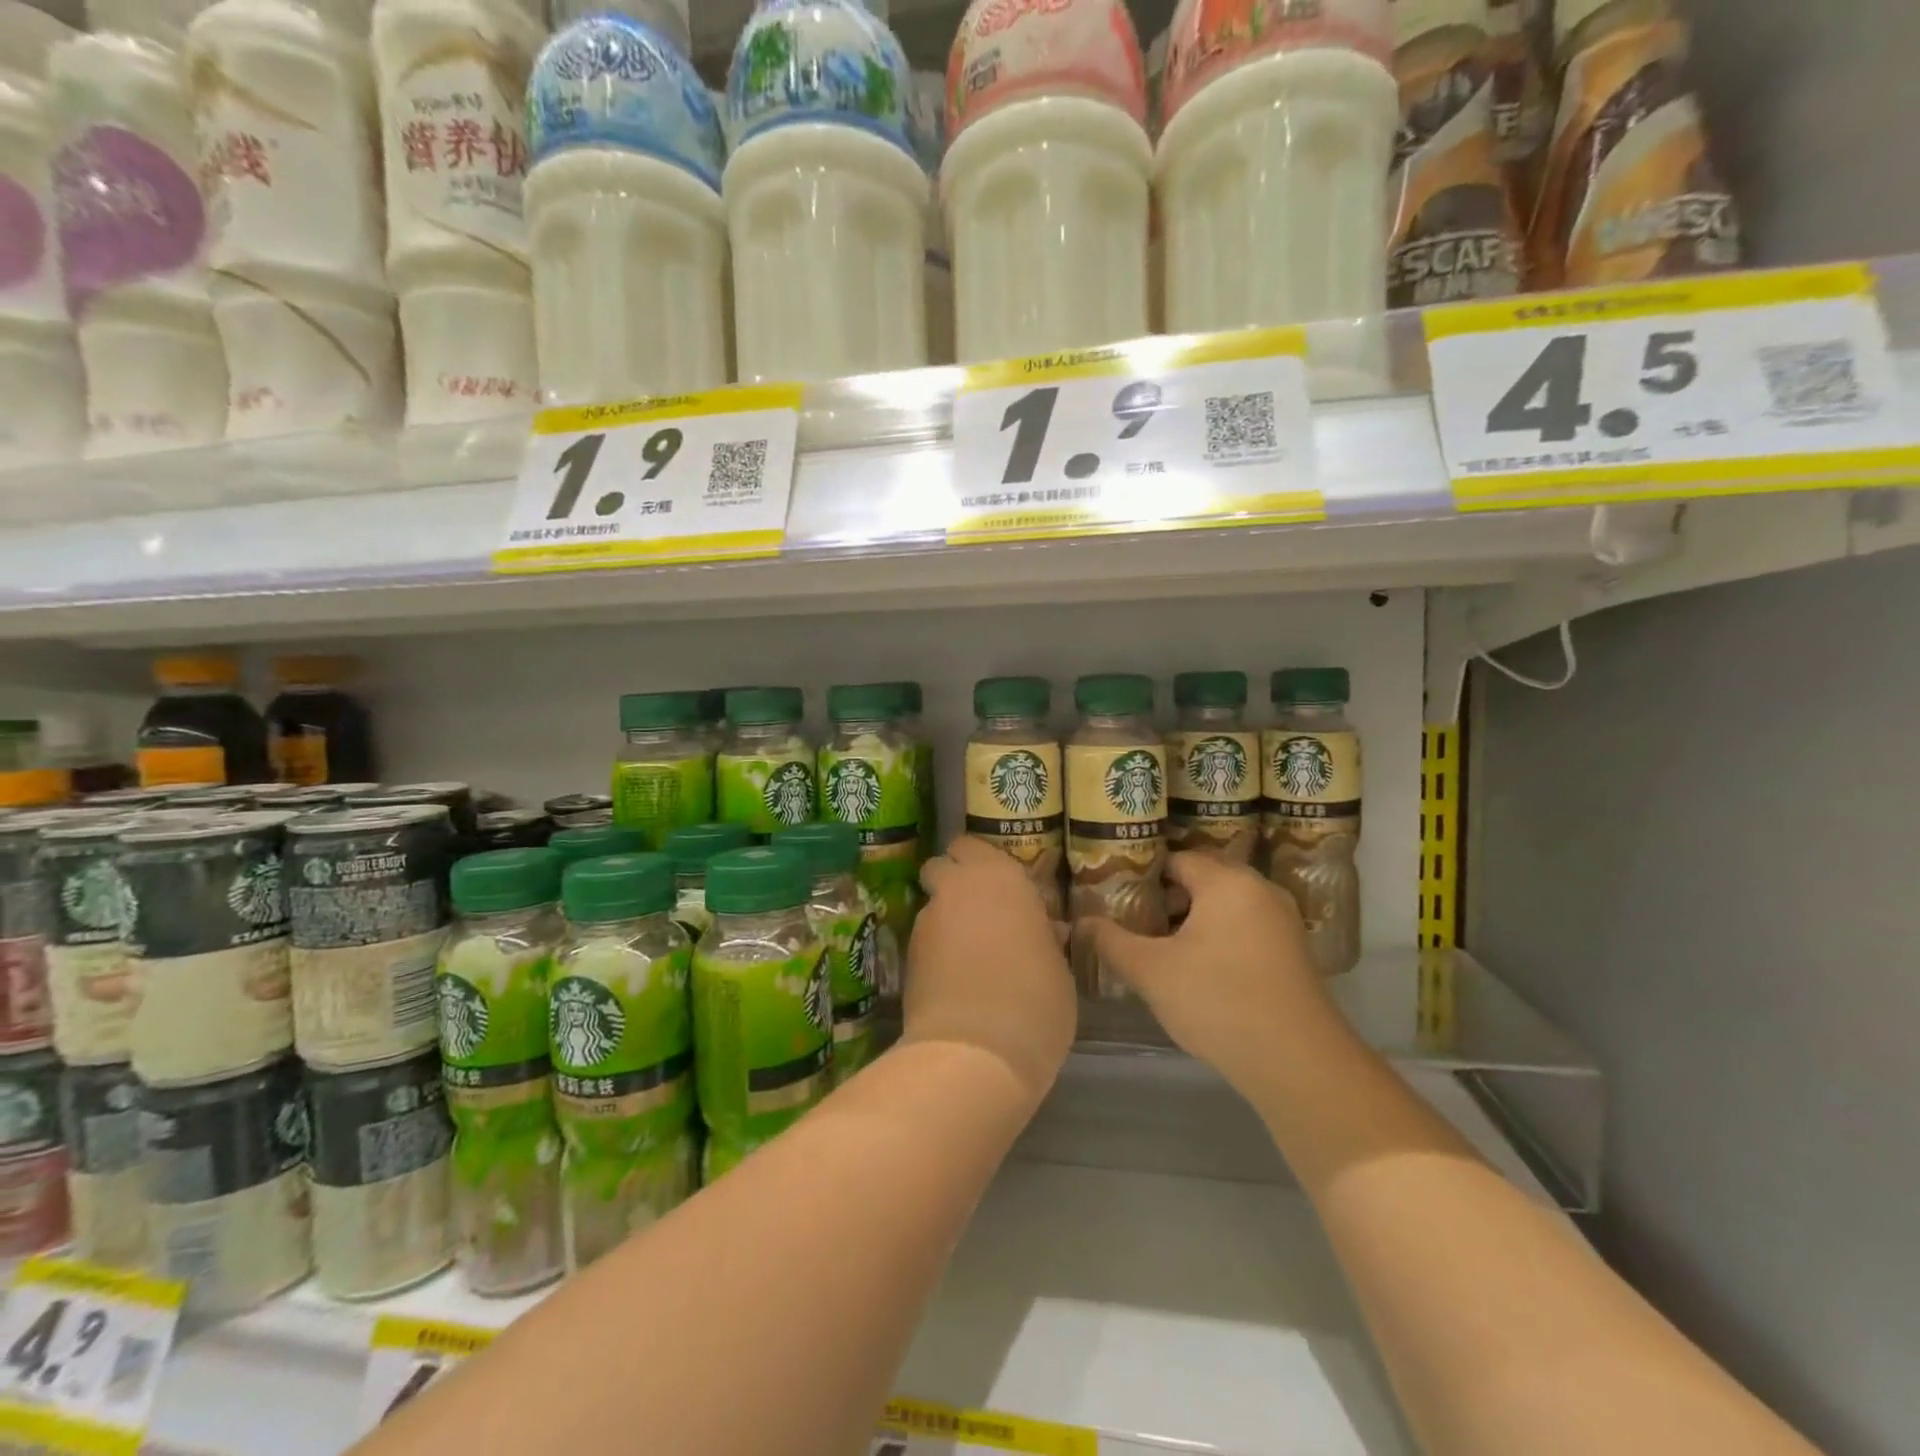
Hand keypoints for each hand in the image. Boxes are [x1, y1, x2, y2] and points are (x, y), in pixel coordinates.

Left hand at [906, 837, 1076, 1103]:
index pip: (972, 844)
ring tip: (968, 956)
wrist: (976, 1052)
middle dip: (952, 880)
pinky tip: (953, 981)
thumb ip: (1044, 937)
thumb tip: (1045, 930)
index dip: (979, 860)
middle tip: (978, 910)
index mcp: (1000, 877)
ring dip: (946, 920)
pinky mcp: (907, 957)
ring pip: (931, 905)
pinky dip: (935, 952)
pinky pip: (923, 941)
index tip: (997, 883)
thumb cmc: (1035, 1001)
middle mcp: (957, 888)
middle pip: (940, 865)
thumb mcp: (1058, 967)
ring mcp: (926, 922)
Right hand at [1092, 853, 1339, 1098]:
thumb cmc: (1219, 1002)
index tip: (1118, 897)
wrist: (1299, 1062)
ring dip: (1193, 917)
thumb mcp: (1152, 972)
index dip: (1143, 875)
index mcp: (1226, 881)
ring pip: (1226, 902)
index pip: (1176, 859)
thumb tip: (1080, 922)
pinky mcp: (1293, 949)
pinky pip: (1246, 924)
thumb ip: (1111, 941)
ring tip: (1161, 945)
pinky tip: (1199, 967)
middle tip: (1135, 919)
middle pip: (1203, 876)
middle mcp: (1259, 888)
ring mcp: (1282, 919)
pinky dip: (1219, 934)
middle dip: (1168, 895)